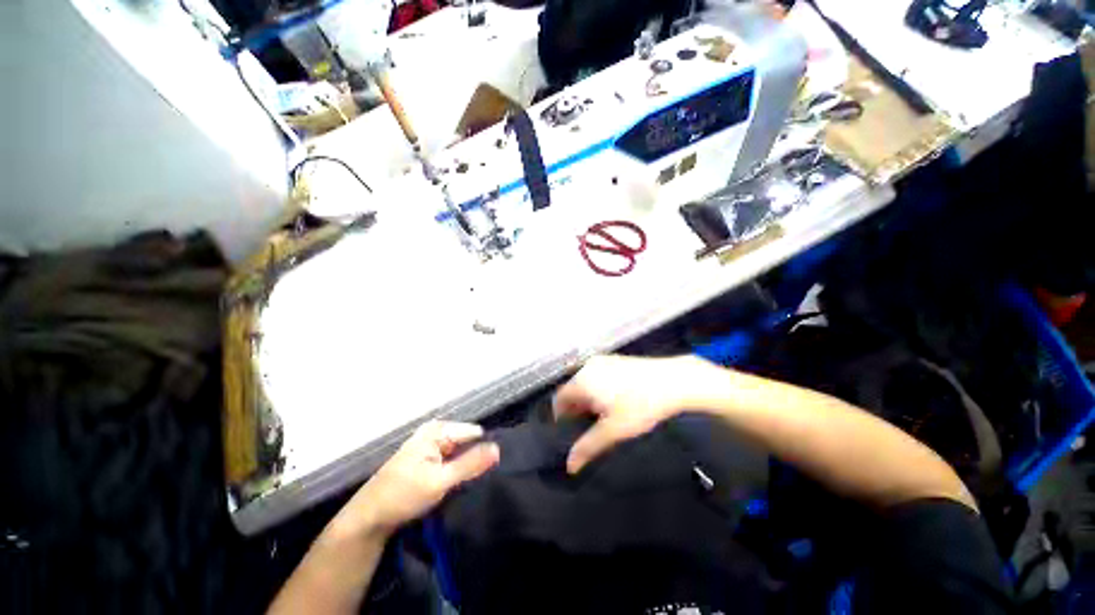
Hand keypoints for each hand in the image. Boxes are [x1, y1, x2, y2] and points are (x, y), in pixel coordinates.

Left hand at [334, 421, 499, 539]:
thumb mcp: (439, 481)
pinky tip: (463, 484)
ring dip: (467, 467)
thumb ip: (470, 464)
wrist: (369, 518)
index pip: (474, 433)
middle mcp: (436, 433)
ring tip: (477, 482)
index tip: (495, 468)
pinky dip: (458, 471)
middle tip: (485, 478)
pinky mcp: (429, 461)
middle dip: (476, 458)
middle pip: (467, 442)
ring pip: (461, 453)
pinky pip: (452, 461)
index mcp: (437, 430)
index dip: (485, 449)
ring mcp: (432, 446)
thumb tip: (498, 449)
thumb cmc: (402, 496)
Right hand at [553, 355, 710, 473]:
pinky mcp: (614, 360)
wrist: (672, 380)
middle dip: (576, 409)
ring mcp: (602, 361)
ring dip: (588, 400)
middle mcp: (587, 367)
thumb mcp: (613, 430)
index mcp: (581, 381)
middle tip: (589, 427)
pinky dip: (598, 389)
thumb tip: (569, 465)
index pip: (559, 399)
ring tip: (602, 417)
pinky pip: (597, 376)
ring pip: (585, 383)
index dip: (561, 417)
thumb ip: (589, 447)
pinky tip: (614, 401)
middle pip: (571, 390)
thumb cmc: (639, 406)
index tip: (571, 432)